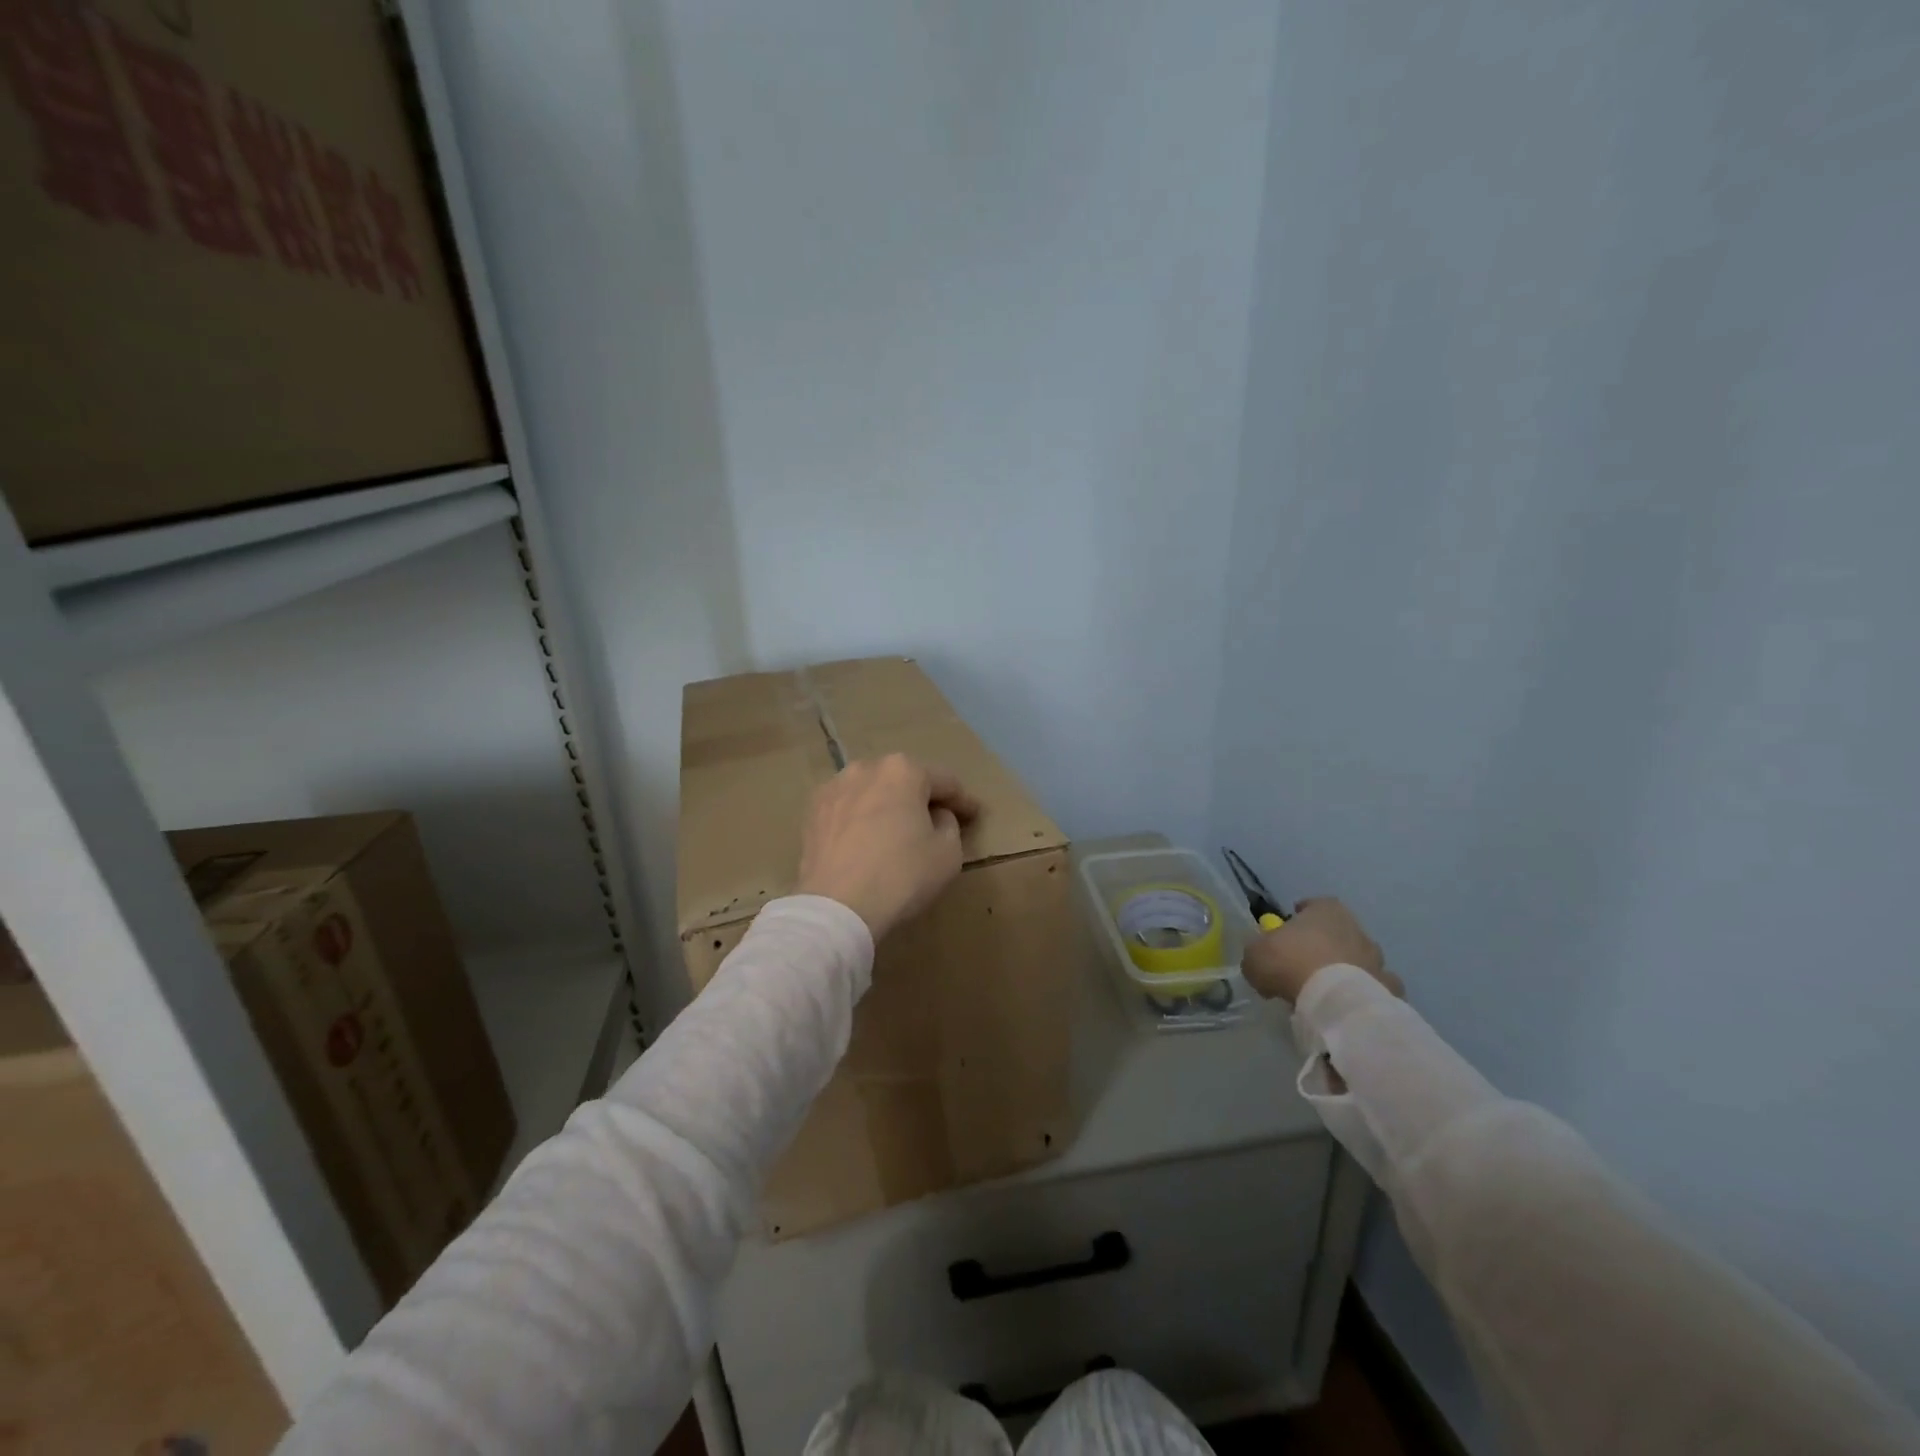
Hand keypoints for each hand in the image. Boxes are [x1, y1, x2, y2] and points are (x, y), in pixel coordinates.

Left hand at [795, 754, 980, 940]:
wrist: (837, 908)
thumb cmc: (901, 876)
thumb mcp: (948, 853)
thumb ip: (949, 824)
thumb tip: (935, 816)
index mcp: (903, 770)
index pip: (945, 782)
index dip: (964, 801)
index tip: (975, 815)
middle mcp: (866, 768)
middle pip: (904, 780)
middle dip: (922, 797)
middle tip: (938, 819)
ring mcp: (834, 788)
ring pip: (872, 791)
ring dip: (888, 805)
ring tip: (898, 828)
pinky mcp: (812, 812)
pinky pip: (848, 809)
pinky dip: (861, 819)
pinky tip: (867, 839)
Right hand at [1241, 897, 1399, 1004]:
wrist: (1333, 1000)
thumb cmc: (1290, 963)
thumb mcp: (1255, 955)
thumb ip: (1258, 954)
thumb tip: (1261, 962)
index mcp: (1327, 911)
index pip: (1315, 905)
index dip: (1300, 916)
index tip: (1288, 930)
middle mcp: (1357, 929)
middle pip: (1339, 933)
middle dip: (1324, 945)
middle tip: (1304, 964)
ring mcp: (1377, 960)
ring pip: (1360, 960)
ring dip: (1346, 970)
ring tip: (1326, 990)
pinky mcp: (1389, 990)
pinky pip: (1373, 989)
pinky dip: (1362, 995)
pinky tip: (1346, 1006)